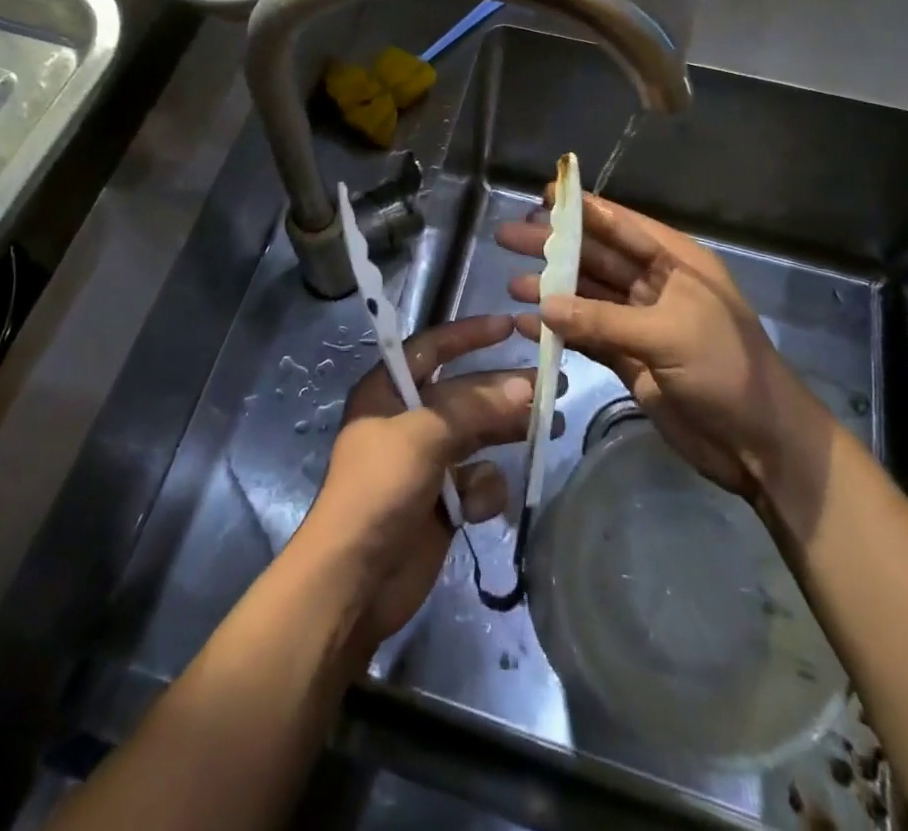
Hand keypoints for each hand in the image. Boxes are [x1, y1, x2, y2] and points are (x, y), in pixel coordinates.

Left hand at [297, 314, 532, 646]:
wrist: (354, 582)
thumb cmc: (379, 489)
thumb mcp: (423, 436)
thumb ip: (475, 408)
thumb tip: (525, 386)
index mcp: (388, 391)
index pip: (431, 347)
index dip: (468, 334)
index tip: (508, 325)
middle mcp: (408, 420)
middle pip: (464, 392)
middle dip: (504, 387)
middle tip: (552, 382)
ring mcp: (426, 461)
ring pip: (478, 434)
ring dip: (508, 432)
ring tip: (552, 426)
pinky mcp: (443, 501)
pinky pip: (476, 480)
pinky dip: (484, 489)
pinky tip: (480, 506)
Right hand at [497, 193, 830, 503]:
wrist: (760, 445)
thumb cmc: (725, 371)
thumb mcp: (667, 335)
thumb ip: (602, 320)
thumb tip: (542, 305)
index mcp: (676, 264)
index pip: (621, 226)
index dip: (582, 209)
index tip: (541, 194)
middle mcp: (655, 286)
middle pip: (596, 258)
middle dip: (554, 247)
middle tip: (508, 236)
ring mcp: (640, 324)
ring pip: (587, 297)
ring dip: (551, 290)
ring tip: (511, 283)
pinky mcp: (629, 359)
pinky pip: (586, 336)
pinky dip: (558, 330)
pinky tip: (527, 325)